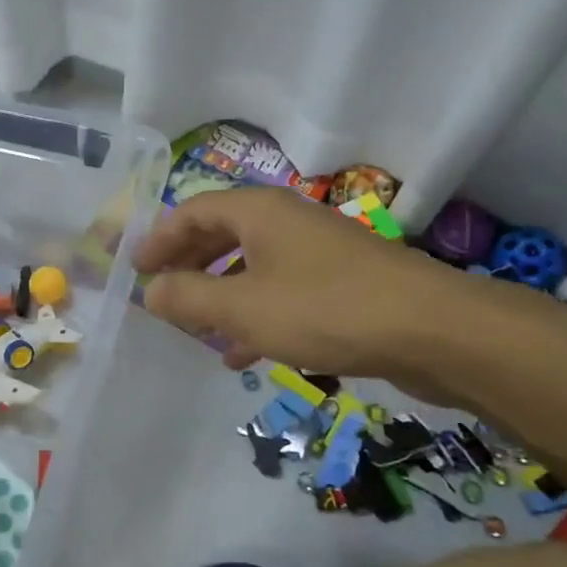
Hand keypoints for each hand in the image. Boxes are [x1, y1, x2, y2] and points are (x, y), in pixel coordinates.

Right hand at [132, 187, 479, 395]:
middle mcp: (286, 222)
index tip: (133, 269)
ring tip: (194, 329)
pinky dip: (254, 315)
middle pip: (221, 235)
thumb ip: (188, 297)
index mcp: (258, 212)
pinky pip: (281, 292)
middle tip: (159, 295)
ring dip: (218, 295)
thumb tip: (150, 291)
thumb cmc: (325, 309)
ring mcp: (317, 252)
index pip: (192, 212)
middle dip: (187, 266)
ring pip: (251, 267)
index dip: (158, 239)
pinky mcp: (340, 284)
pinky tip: (242, 354)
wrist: (433, 331)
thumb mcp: (242, 307)